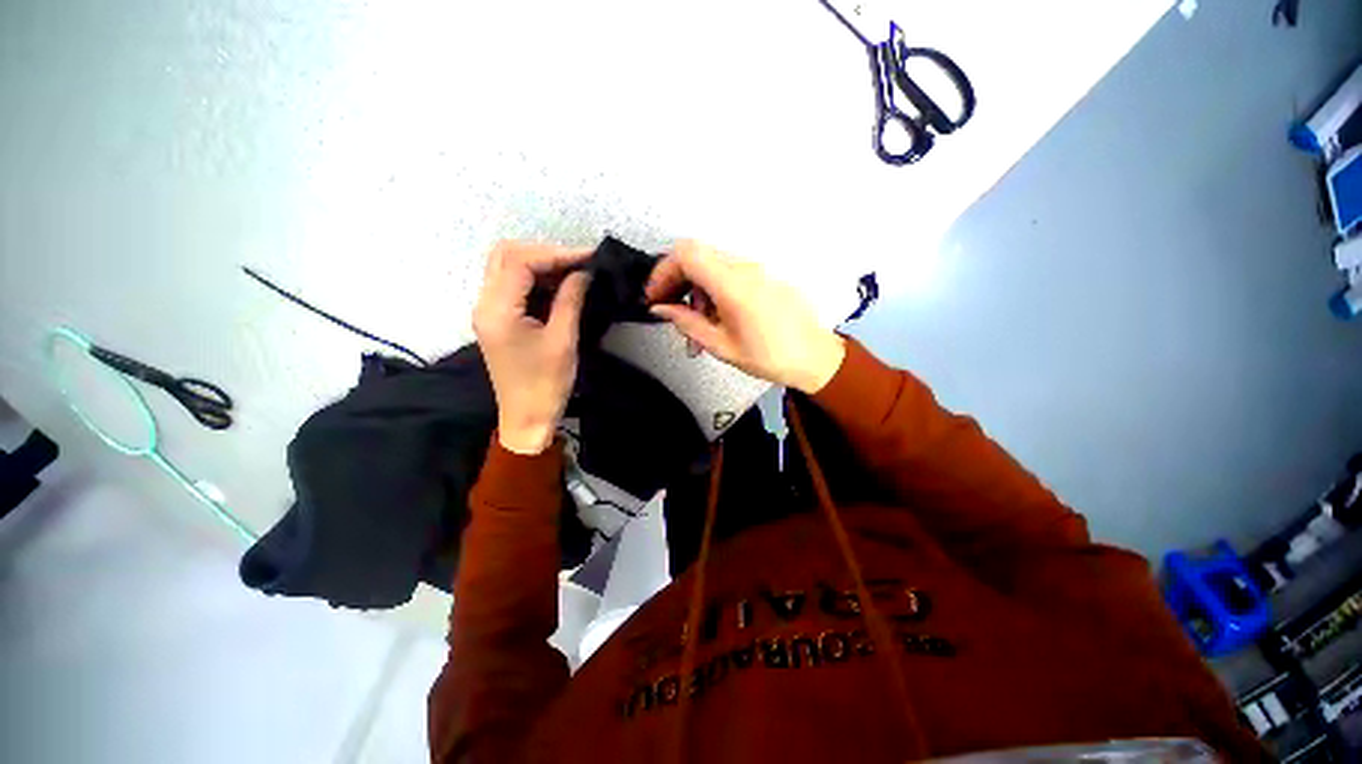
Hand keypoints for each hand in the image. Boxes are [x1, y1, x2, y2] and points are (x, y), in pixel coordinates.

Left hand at [473, 241, 591, 454]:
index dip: (556, 253)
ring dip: (541, 265)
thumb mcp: (563, 340)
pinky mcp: (497, 319)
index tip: (589, 257)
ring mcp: (488, 311)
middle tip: (578, 263)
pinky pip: (513, 286)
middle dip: (545, 253)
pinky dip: (536, 280)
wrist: (527, 418)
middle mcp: (485, 303)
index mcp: (497, 309)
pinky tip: (560, 286)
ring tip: (574, 272)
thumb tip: (583, 272)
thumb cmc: (546, 384)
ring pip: (508, 268)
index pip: (520, 261)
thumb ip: (570, 300)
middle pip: (506, 255)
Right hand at [646, 241, 845, 393]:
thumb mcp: (721, 345)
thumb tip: (660, 308)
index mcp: (733, 284)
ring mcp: (755, 269)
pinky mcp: (761, 276)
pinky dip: (711, 291)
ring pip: (710, 267)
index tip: (654, 296)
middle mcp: (743, 268)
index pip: (686, 254)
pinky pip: (727, 274)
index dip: (663, 270)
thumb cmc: (769, 356)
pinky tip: (714, 319)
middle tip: (669, 311)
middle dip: (676, 282)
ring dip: (694, 291)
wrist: (814, 356)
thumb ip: (687, 323)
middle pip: (696, 257)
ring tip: (694, 328)